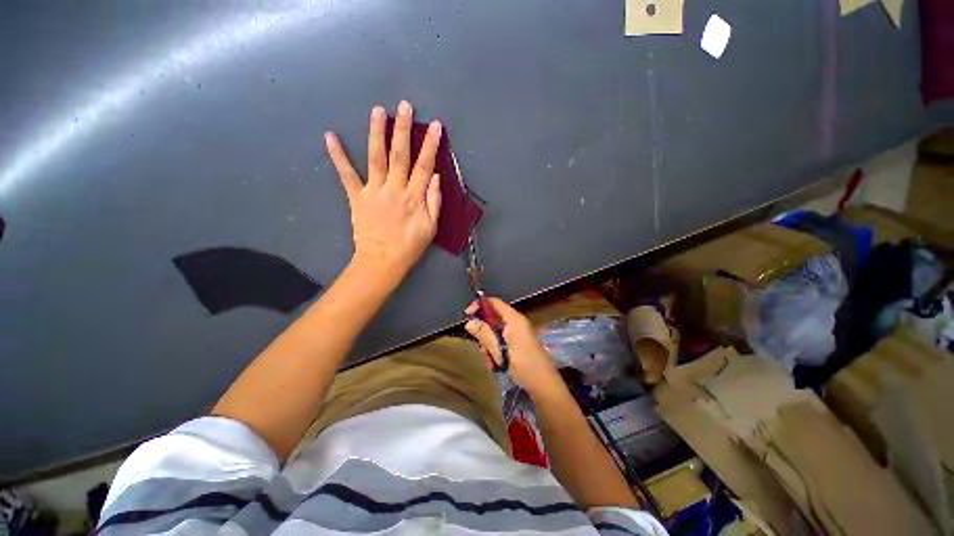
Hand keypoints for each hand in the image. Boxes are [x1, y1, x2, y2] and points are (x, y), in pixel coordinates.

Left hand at [324, 100, 441, 284]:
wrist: (382, 261)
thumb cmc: (410, 246)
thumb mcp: (431, 228)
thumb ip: (434, 201)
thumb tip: (436, 177)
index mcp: (414, 198)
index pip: (425, 166)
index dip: (430, 145)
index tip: (435, 126)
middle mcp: (394, 189)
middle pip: (399, 155)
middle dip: (403, 129)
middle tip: (404, 106)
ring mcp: (373, 192)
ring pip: (375, 158)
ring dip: (376, 133)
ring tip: (377, 110)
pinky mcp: (356, 197)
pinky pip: (347, 175)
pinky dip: (338, 156)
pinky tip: (330, 137)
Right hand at [465, 297, 562, 395]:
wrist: (545, 385)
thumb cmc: (524, 366)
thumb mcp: (500, 351)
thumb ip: (485, 335)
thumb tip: (469, 322)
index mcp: (514, 319)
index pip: (494, 302)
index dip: (480, 305)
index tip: (467, 314)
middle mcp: (516, 322)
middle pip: (493, 318)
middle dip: (483, 331)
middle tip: (480, 347)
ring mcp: (518, 332)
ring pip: (495, 331)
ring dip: (488, 344)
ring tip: (490, 360)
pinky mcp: (518, 342)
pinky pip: (501, 339)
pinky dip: (495, 349)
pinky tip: (496, 363)